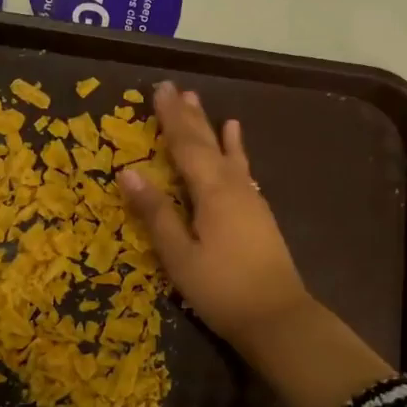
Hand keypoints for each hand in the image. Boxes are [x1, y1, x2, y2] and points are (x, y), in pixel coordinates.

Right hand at [116, 81, 311, 353]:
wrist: (278, 318)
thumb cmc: (221, 289)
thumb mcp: (179, 255)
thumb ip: (156, 213)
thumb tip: (128, 173)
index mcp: (211, 192)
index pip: (185, 145)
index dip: (170, 118)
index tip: (159, 90)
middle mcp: (233, 185)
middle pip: (206, 143)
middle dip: (188, 116)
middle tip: (175, 88)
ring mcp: (250, 198)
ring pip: (225, 152)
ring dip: (210, 127)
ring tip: (200, 103)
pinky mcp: (258, 212)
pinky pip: (242, 169)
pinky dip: (236, 150)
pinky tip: (235, 140)